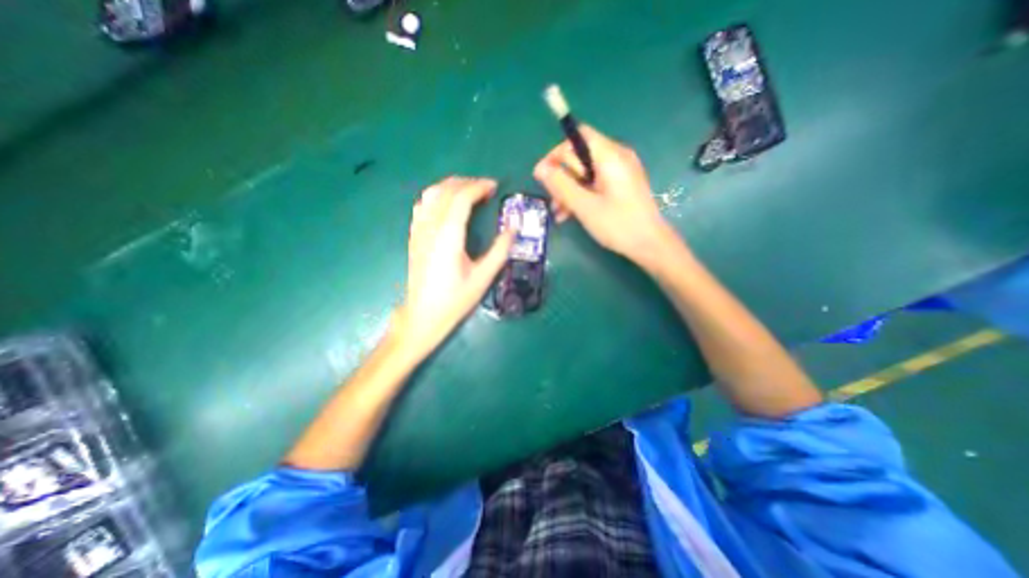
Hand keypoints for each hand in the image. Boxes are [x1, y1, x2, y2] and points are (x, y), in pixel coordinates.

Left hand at [394, 177, 514, 355]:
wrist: (423, 315)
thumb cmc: (455, 299)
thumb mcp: (483, 278)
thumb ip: (500, 251)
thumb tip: (514, 228)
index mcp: (448, 236)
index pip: (461, 198)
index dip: (479, 187)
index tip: (494, 187)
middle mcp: (430, 227)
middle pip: (445, 190)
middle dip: (467, 183)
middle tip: (486, 189)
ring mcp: (419, 231)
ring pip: (431, 194)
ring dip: (450, 186)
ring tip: (468, 192)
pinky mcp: (414, 237)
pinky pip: (422, 205)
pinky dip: (436, 196)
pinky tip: (447, 205)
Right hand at [540, 125, 676, 263]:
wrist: (649, 244)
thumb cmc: (618, 224)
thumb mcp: (584, 206)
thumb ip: (561, 185)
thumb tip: (540, 168)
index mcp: (610, 156)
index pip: (578, 137)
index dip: (556, 153)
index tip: (542, 175)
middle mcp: (616, 157)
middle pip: (580, 157)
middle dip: (562, 178)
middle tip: (553, 202)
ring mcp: (620, 171)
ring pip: (585, 173)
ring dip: (569, 190)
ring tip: (559, 213)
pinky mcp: (620, 185)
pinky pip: (594, 183)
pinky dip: (581, 195)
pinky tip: (570, 214)